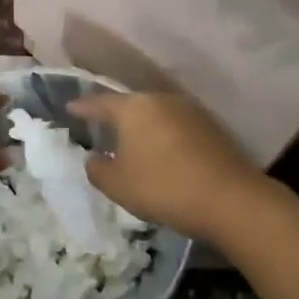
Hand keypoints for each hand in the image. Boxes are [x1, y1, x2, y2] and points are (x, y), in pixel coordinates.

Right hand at [67, 91, 264, 242]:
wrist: (229, 198)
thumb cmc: (162, 187)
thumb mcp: (117, 185)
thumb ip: (97, 169)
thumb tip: (94, 159)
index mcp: (133, 108)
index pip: (99, 102)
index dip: (82, 107)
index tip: (70, 108)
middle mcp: (161, 100)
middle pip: (131, 105)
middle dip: (114, 115)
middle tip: (100, 127)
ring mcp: (190, 111)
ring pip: (155, 114)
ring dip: (142, 127)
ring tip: (131, 142)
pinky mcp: (211, 127)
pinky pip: (176, 126)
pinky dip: (163, 137)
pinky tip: (161, 153)